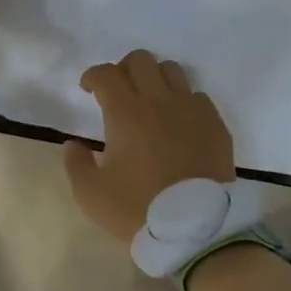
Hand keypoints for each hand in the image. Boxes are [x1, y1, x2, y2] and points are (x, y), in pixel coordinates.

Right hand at [63, 49, 234, 243]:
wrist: (196, 229)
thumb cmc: (138, 209)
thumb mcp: (91, 195)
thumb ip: (76, 164)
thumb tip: (74, 144)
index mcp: (126, 113)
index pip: (106, 74)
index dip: (93, 76)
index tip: (88, 89)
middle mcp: (160, 101)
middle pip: (141, 60)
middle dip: (124, 69)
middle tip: (118, 92)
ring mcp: (192, 110)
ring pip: (172, 70)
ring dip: (155, 79)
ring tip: (150, 103)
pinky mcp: (216, 125)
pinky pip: (198, 97)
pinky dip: (183, 102)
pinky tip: (178, 123)